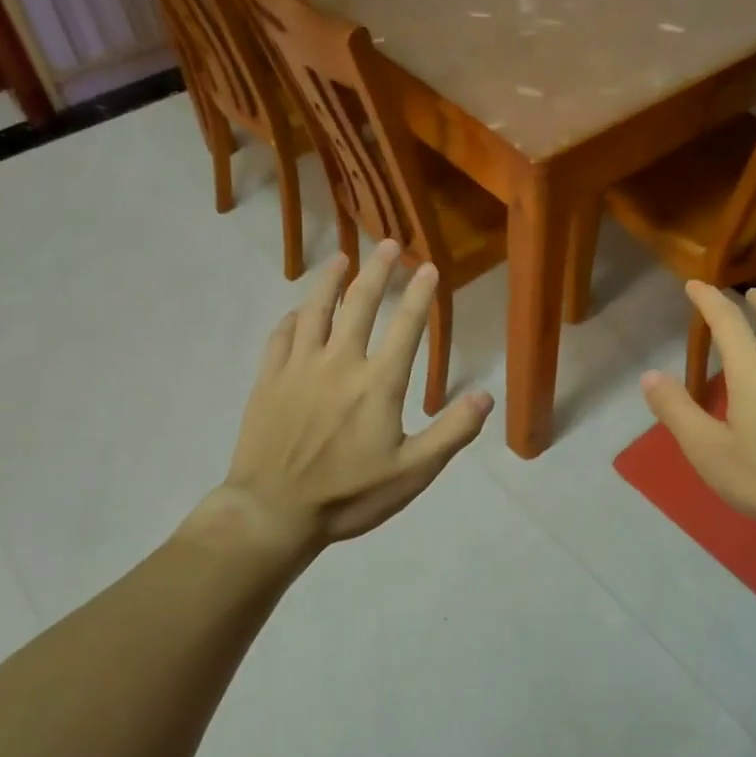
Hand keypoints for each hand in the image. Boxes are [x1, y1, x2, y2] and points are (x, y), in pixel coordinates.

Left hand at [207, 241, 492, 551]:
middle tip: (388, 244)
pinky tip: (298, 311)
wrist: (273, 511)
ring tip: (342, 258)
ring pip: (316, 309)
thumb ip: (452, 433)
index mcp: (378, 383)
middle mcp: (339, 362)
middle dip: (377, 270)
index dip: (420, 295)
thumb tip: (486, 396)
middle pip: (360, 303)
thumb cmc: (349, 496)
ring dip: (331, 280)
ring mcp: (299, 367)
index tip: (429, 267)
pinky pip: (281, 335)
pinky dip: (293, 317)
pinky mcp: (269, 379)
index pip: (406, 327)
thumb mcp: (413, 473)